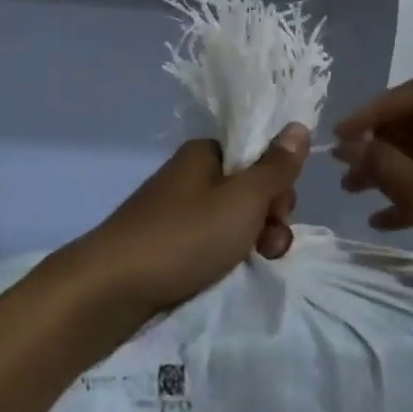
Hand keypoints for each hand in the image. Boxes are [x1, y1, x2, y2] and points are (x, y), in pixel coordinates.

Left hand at [70, 125, 308, 318]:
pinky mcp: (169, 242)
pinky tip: (229, 272)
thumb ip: (275, 167)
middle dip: (269, 214)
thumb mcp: (242, 198)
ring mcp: (178, 210)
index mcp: (205, 153)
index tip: (280, 208)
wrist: (115, 286)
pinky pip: (210, 240)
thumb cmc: (185, 234)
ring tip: (254, 262)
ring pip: (232, 218)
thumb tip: (298, 125)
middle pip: (248, 187)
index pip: (257, 154)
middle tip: (267, 242)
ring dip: (252, 238)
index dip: (277, 180)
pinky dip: (226, 254)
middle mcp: (191, 175)